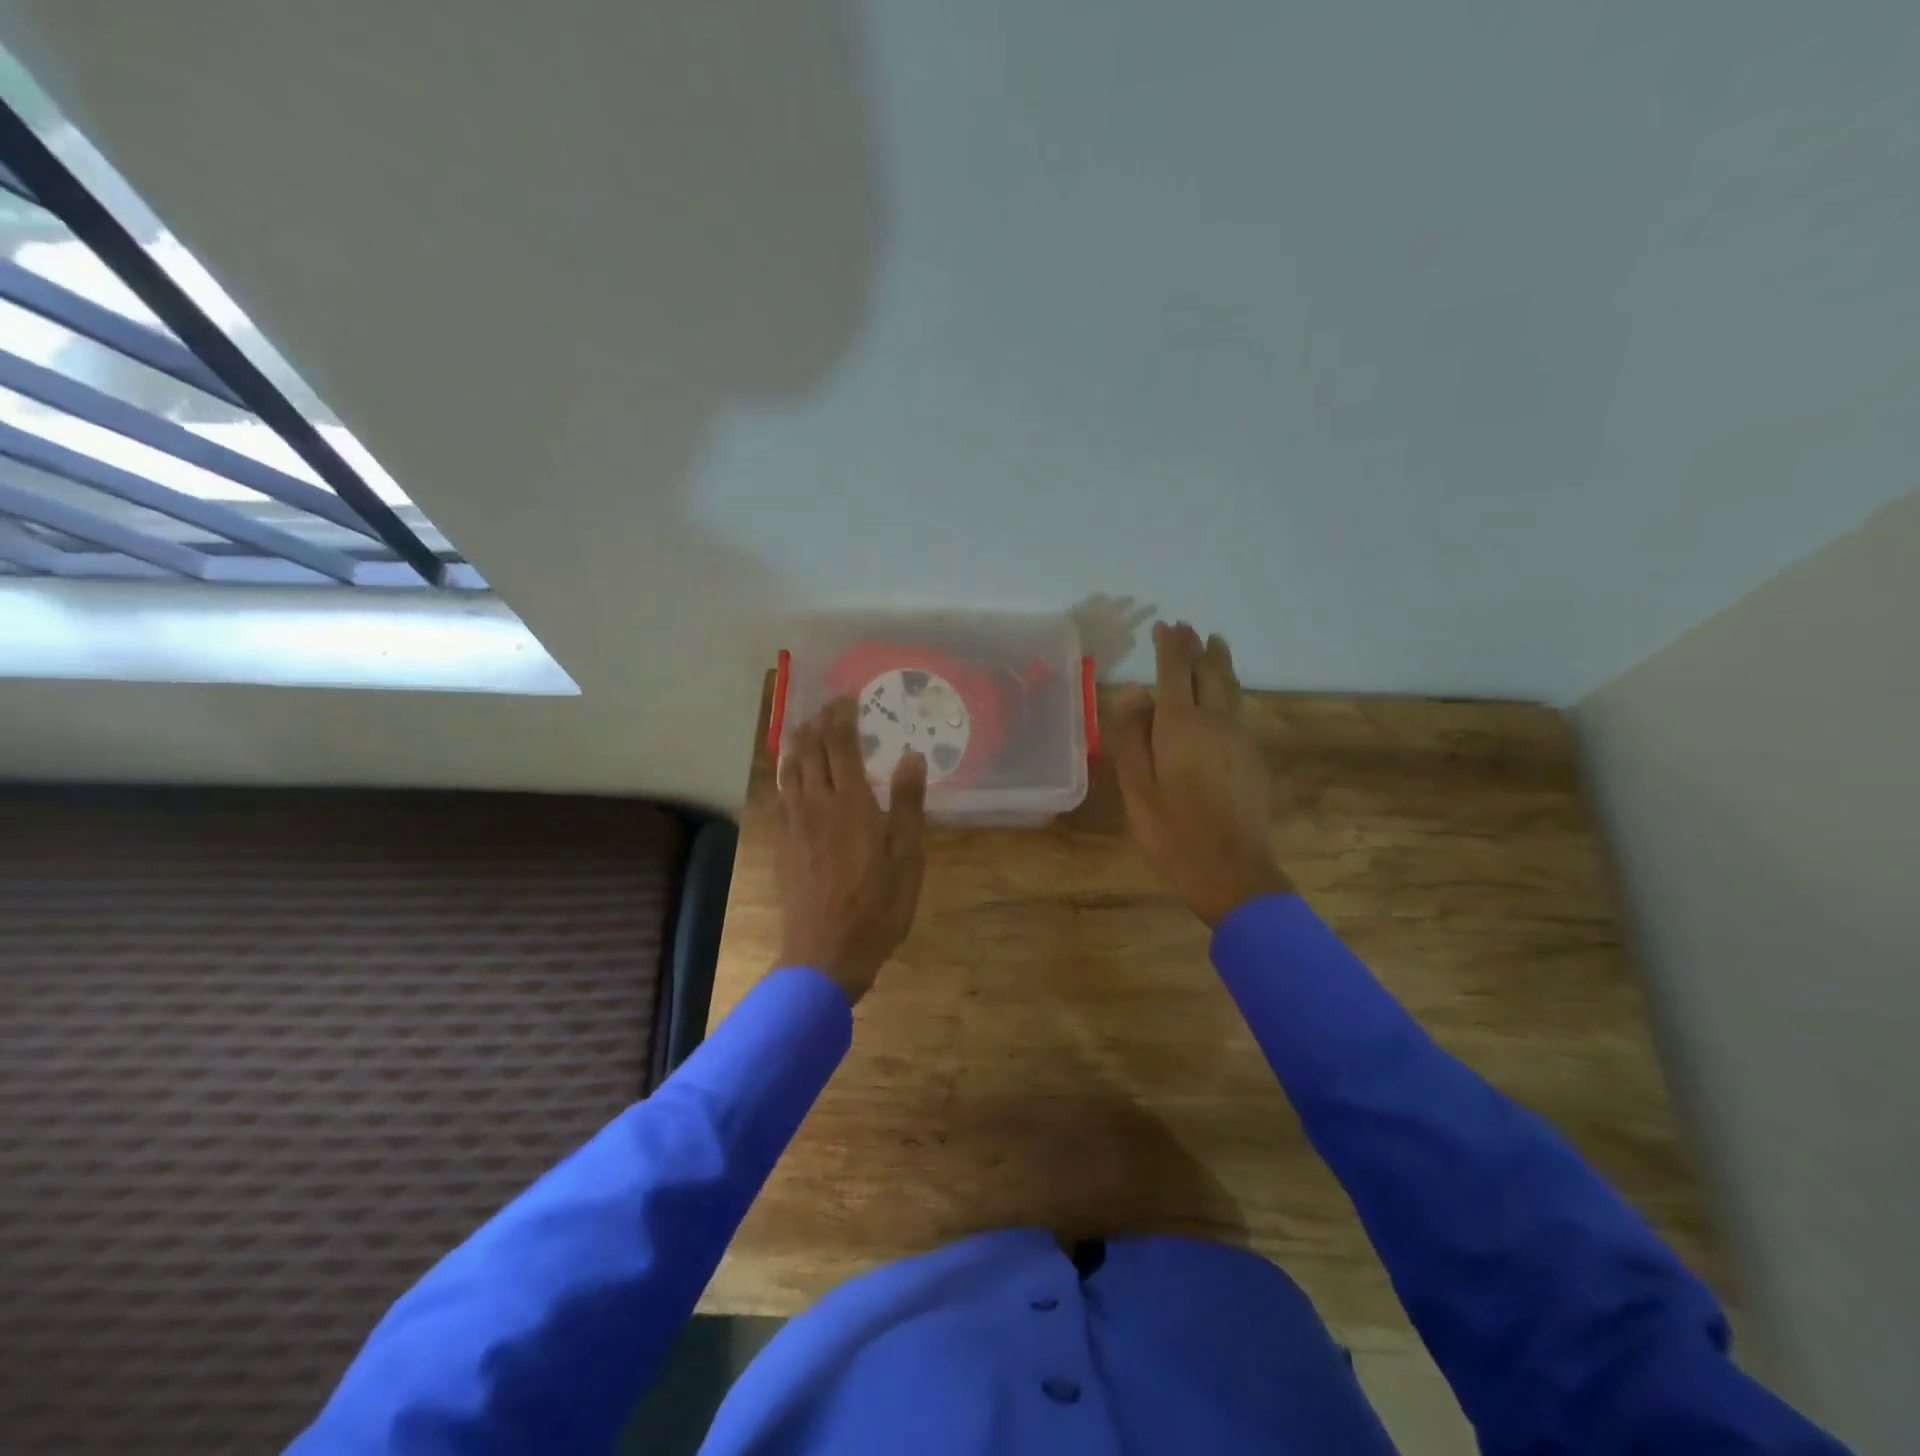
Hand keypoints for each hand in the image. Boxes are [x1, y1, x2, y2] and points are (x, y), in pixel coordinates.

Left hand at [776, 697, 928, 1003]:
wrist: (825, 953)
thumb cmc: (877, 907)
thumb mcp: (907, 858)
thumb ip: (908, 804)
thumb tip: (912, 756)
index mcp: (851, 804)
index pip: (841, 745)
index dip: (842, 716)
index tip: (848, 698)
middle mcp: (817, 805)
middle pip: (809, 751)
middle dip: (818, 723)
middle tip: (829, 708)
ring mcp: (794, 824)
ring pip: (789, 770)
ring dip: (798, 743)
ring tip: (807, 729)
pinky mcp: (782, 843)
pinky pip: (780, 794)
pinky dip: (787, 773)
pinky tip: (792, 776)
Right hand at [1111, 621, 1292, 926]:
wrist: (1232, 872)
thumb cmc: (1172, 831)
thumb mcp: (1136, 786)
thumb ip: (1131, 735)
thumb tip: (1134, 691)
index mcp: (1182, 725)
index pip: (1175, 671)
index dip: (1169, 646)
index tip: (1163, 626)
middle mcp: (1217, 722)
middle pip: (1210, 672)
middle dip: (1196, 647)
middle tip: (1188, 629)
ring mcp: (1241, 739)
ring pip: (1232, 688)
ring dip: (1219, 663)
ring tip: (1214, 644)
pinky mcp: (1254, 759)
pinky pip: (1239, 710)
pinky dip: (1228, 690)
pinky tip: (1223, 698)